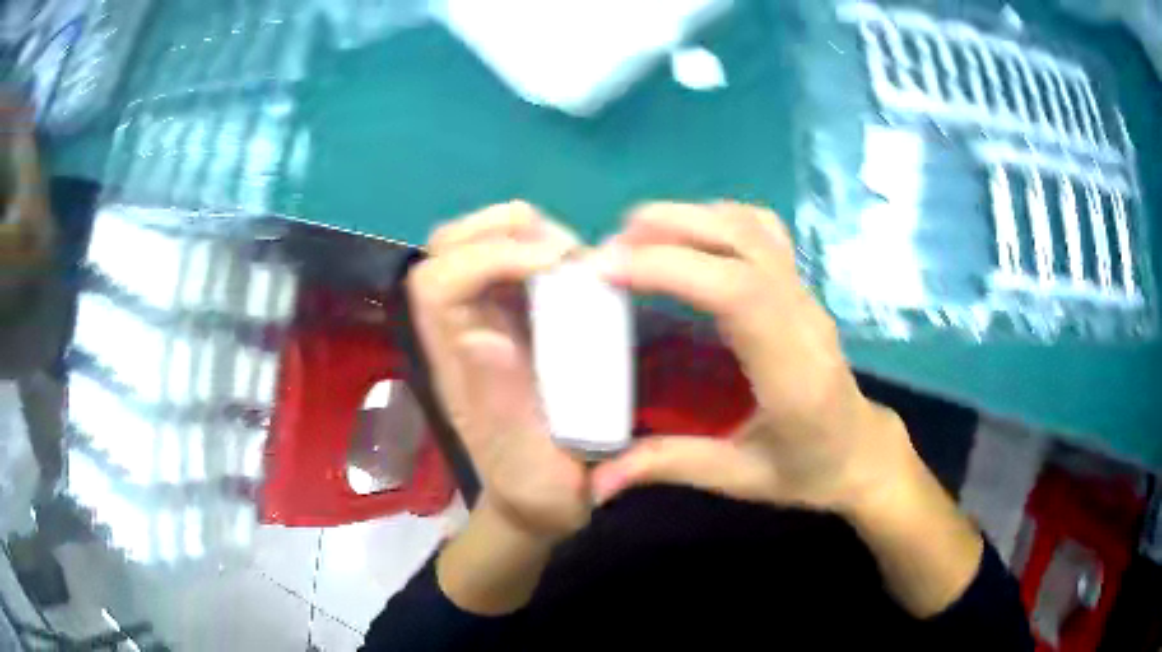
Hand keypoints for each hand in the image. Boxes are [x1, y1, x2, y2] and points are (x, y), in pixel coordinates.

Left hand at [408, 202, 590, 542]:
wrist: (540, 501)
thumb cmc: (535, 489)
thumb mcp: (527, 463)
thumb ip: (503, 407)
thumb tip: (483, 336)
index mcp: (454, 364)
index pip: (437, 284)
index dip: (485, 257)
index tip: (552, 265)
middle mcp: (459, 331)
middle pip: (446, 249)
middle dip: (500, 231)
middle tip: (565, 252)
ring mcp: (483, 320)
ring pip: (473, 245)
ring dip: (519, 233)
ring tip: (572, 256)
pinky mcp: (511, 320)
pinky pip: (510, 262)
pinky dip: (537, 247)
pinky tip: (572, 268)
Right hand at [590, 202, 921, 514]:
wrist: (862, 451)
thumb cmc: (807, 470)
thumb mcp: (739, 478)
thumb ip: (669, 468)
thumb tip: (597, 486)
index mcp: (792, 372)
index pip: (738, 293)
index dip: (671, 268)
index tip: (608, 269)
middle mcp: (804, 318)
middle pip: (744, 241)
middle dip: (670, 230)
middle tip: (608, 249)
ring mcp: (807, 295)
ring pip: (754, 227)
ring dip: (691, 217)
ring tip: (636, 235)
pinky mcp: (802, 286)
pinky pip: (763, 231)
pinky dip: (716, 219)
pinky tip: (686, 239)